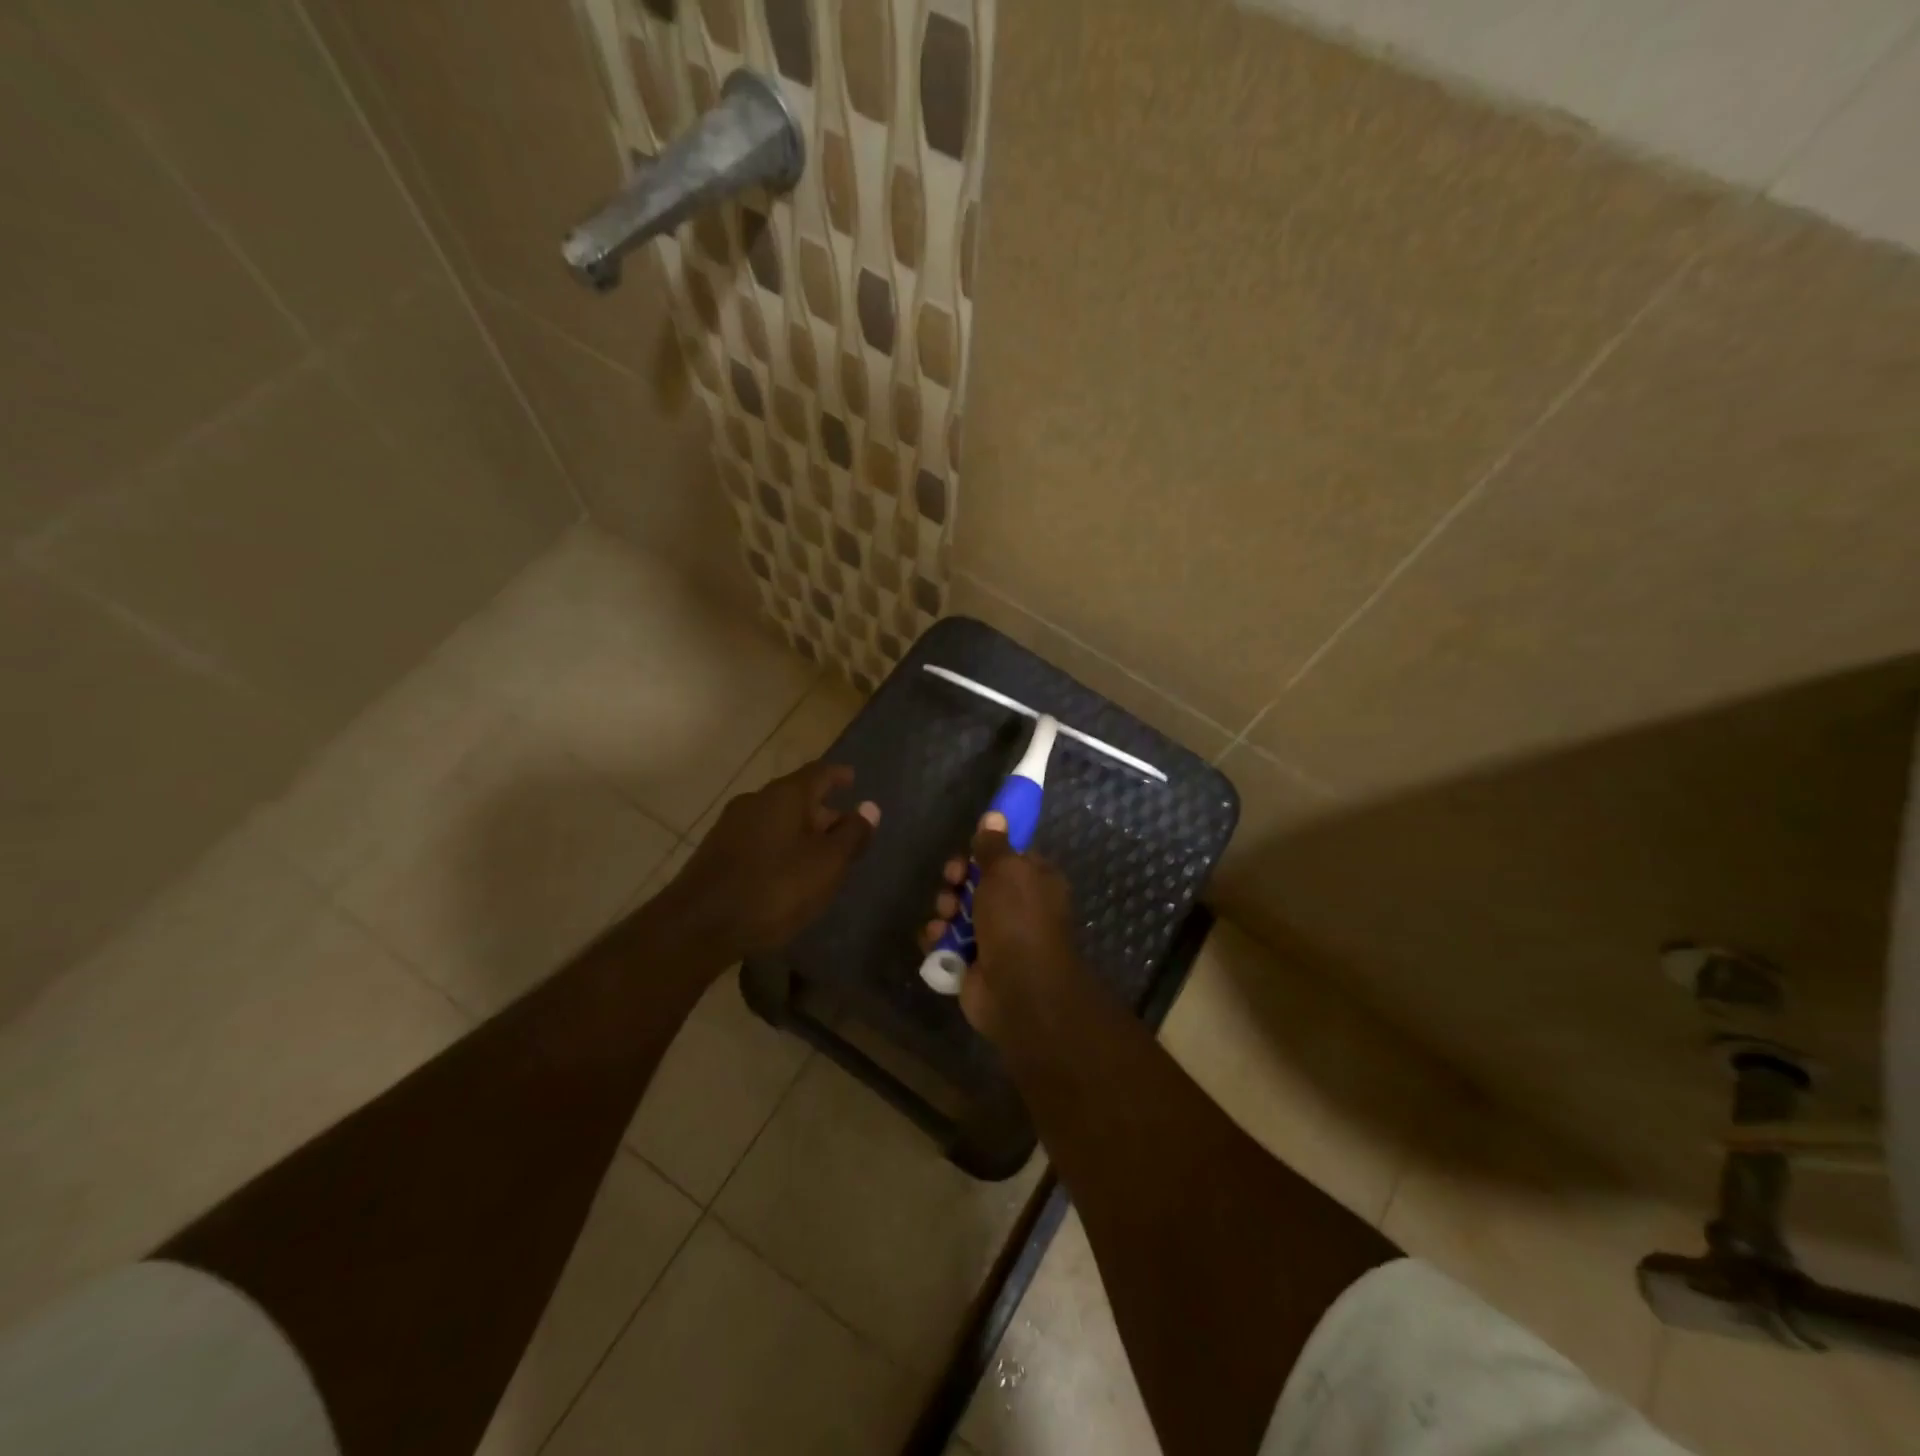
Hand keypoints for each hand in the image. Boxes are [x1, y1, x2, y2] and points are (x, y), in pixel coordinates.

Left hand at [665, 762, 879, 959]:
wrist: (698, 926)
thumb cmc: (774, 889)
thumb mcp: (827, 864)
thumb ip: (852, 834)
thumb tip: (870, 808)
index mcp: (786, 795)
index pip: (819, 772)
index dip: (838, 775)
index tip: (853, 778)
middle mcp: (756, 800)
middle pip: (797, 796)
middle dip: (822, 810)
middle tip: (845, 830)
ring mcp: (732, 825)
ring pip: (777, 819)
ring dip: (801, 831)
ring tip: (820, 854)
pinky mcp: (717, 852)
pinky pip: (759, 838)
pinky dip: (780, 846)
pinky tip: (787, 871)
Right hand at [921, 813, 1084, 1041]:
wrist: (1020, 990)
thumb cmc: (1018, 919)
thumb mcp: (1007, 870)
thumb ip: (994, 844)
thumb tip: (995, 814)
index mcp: (1035, 881)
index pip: (1007, 857)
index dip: (984, 851)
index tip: (968, 850)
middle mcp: (1018, 907)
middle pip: (977, 882)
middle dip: (958, 879)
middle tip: (952, 880)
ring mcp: (995, 937)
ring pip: (958, 911)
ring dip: (945, 909)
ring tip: (944, 917)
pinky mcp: (973, 963)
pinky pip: (947, 942)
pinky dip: (938, 939)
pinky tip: (935, 939)